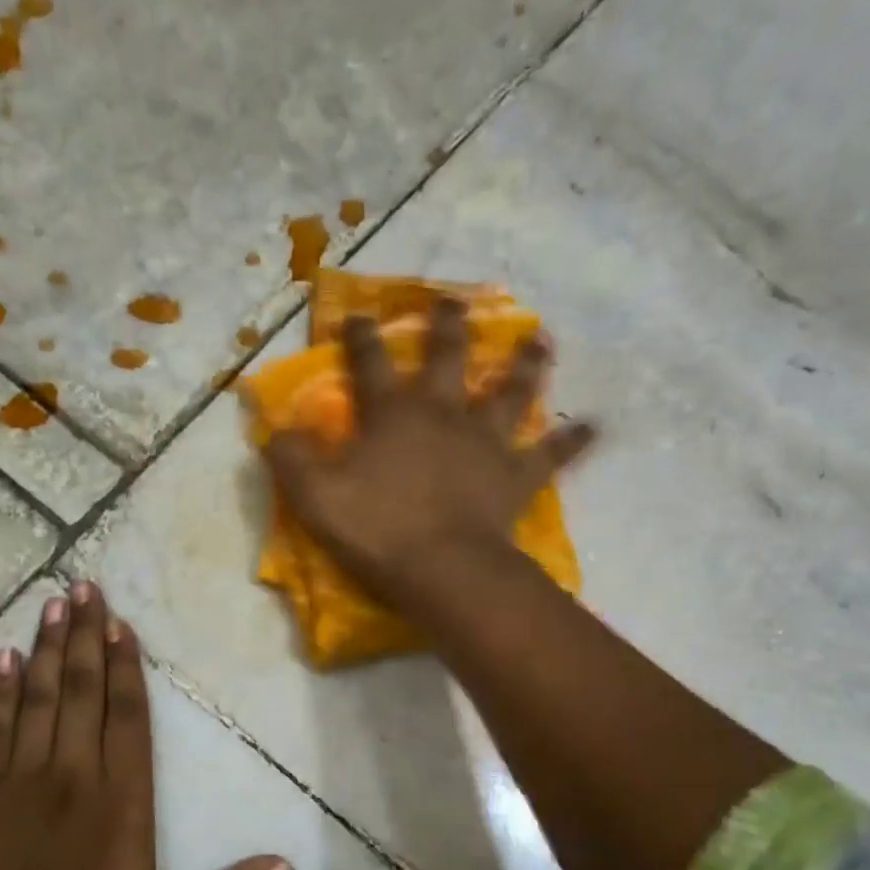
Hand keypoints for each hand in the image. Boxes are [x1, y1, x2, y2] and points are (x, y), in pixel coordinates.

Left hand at [0, 582, 293, 869]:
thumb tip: (285, 867)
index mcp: (121, 803)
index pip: (127, 718)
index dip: (125, 667)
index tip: (121, 624)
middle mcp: (73, 776)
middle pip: (81, 690)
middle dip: (84, 635)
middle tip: (84, 587)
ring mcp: (22, 779)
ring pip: (40, 698)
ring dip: (48, 648)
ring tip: (53, 603)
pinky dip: (0, 690)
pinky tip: (5, 658)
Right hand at [262, 298, 596, 607]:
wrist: (443, 569)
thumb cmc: (377, 531)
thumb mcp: (315, 498)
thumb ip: (292, 459)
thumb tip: (275, 429)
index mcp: (393, 415)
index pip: (371, 364)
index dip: (361, 337)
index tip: (357, 313)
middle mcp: (443, 414)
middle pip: (449, 359)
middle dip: (448, 327)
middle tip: (456, 301)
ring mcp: (486, 442)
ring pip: (511, 392)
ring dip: (525, 365)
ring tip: (542, 341)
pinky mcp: (516, 476)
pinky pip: (551, 454)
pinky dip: (573, 441)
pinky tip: (595, 427)